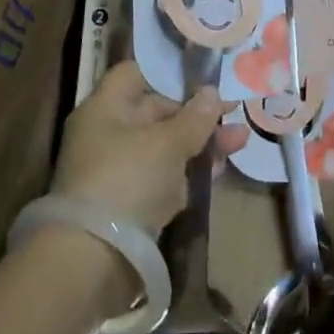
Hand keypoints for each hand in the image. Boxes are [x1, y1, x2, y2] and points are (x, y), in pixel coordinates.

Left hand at [52, 60, 249, 236]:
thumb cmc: (128, 180)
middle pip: (155, 112)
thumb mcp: (168, 143)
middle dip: (196, 114)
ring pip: (163, 147)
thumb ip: (194, 118)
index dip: (168, 73)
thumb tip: (212, 92)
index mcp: (105, 108)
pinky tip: (218, 172)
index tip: (203, 78)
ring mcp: (117, 171)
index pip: (135, 74)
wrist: (93, 260)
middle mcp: (107, 134)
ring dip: (199, 144)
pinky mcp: (128, 205)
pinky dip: (187, 174)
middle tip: (234, 114)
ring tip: (240, 141)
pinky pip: (162, 178)